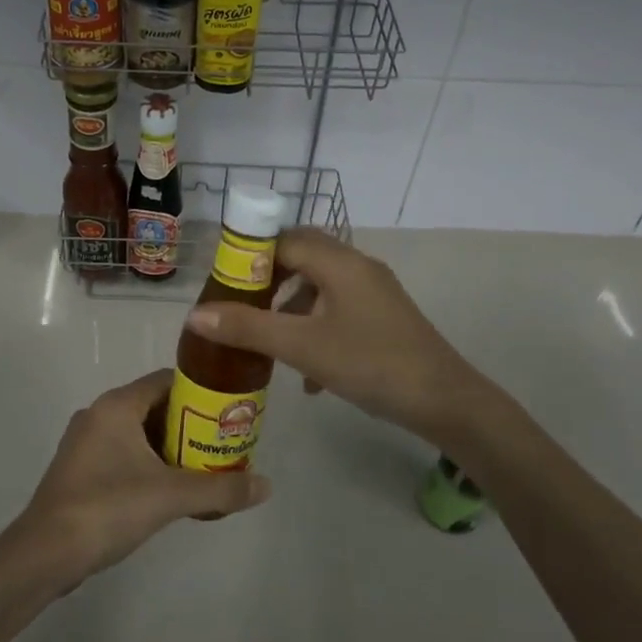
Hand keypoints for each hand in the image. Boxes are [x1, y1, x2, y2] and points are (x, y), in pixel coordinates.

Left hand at [17, 369, 270, 586]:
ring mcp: (84, 442)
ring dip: (168, 446)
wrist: (45, 554)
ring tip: (202, 467)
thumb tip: (266, 486)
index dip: (199, 392)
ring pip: (137, 432)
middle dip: (188, 423)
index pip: (166, 380)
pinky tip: (167, 490)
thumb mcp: (171, 496)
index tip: (227, 410)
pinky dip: (147, 462)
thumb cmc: (108, 508)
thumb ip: (220, 489)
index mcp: (117, 405)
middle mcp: (98, 413)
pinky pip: (122, 453)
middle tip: (221, 442)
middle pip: (154, 406)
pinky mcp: (79, 469)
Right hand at [185, 228, 480, 444]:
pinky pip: (338, 307)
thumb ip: (249, 328)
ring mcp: (374, 291)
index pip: (283, 239)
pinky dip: (315, 326)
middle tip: (240, 305)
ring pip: (320, 284)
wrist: (446, 402)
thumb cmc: (371, 365)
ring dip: (290, 306)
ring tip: (267, 339)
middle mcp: (357, 266)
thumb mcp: (303, 347)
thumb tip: (195, 315)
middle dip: (268, 280)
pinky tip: (307, 373)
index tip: (223, 283)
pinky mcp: (383, 316)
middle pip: (302, 256)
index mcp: (339, 262)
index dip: (250, 256)